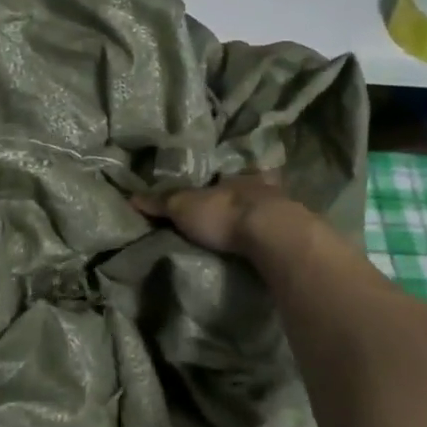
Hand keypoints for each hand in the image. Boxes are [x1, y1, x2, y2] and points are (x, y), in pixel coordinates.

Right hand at [134, 173, 298, 255]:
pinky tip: (268, 249)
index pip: (224, 178)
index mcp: (234, 177)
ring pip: (267, 211)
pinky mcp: (295, 234)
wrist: (272, 233)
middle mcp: (261, 188)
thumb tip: (130, 197)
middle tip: (229, 217)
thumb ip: (160, 203)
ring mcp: (283, 210)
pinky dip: (273, 238)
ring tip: (246, 237)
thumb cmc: (224, 212)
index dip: (218, 185)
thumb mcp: (183, 206)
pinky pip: (281, 232)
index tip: (213, 194)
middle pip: (248, 193)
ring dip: (258, 220)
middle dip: (240, 202)